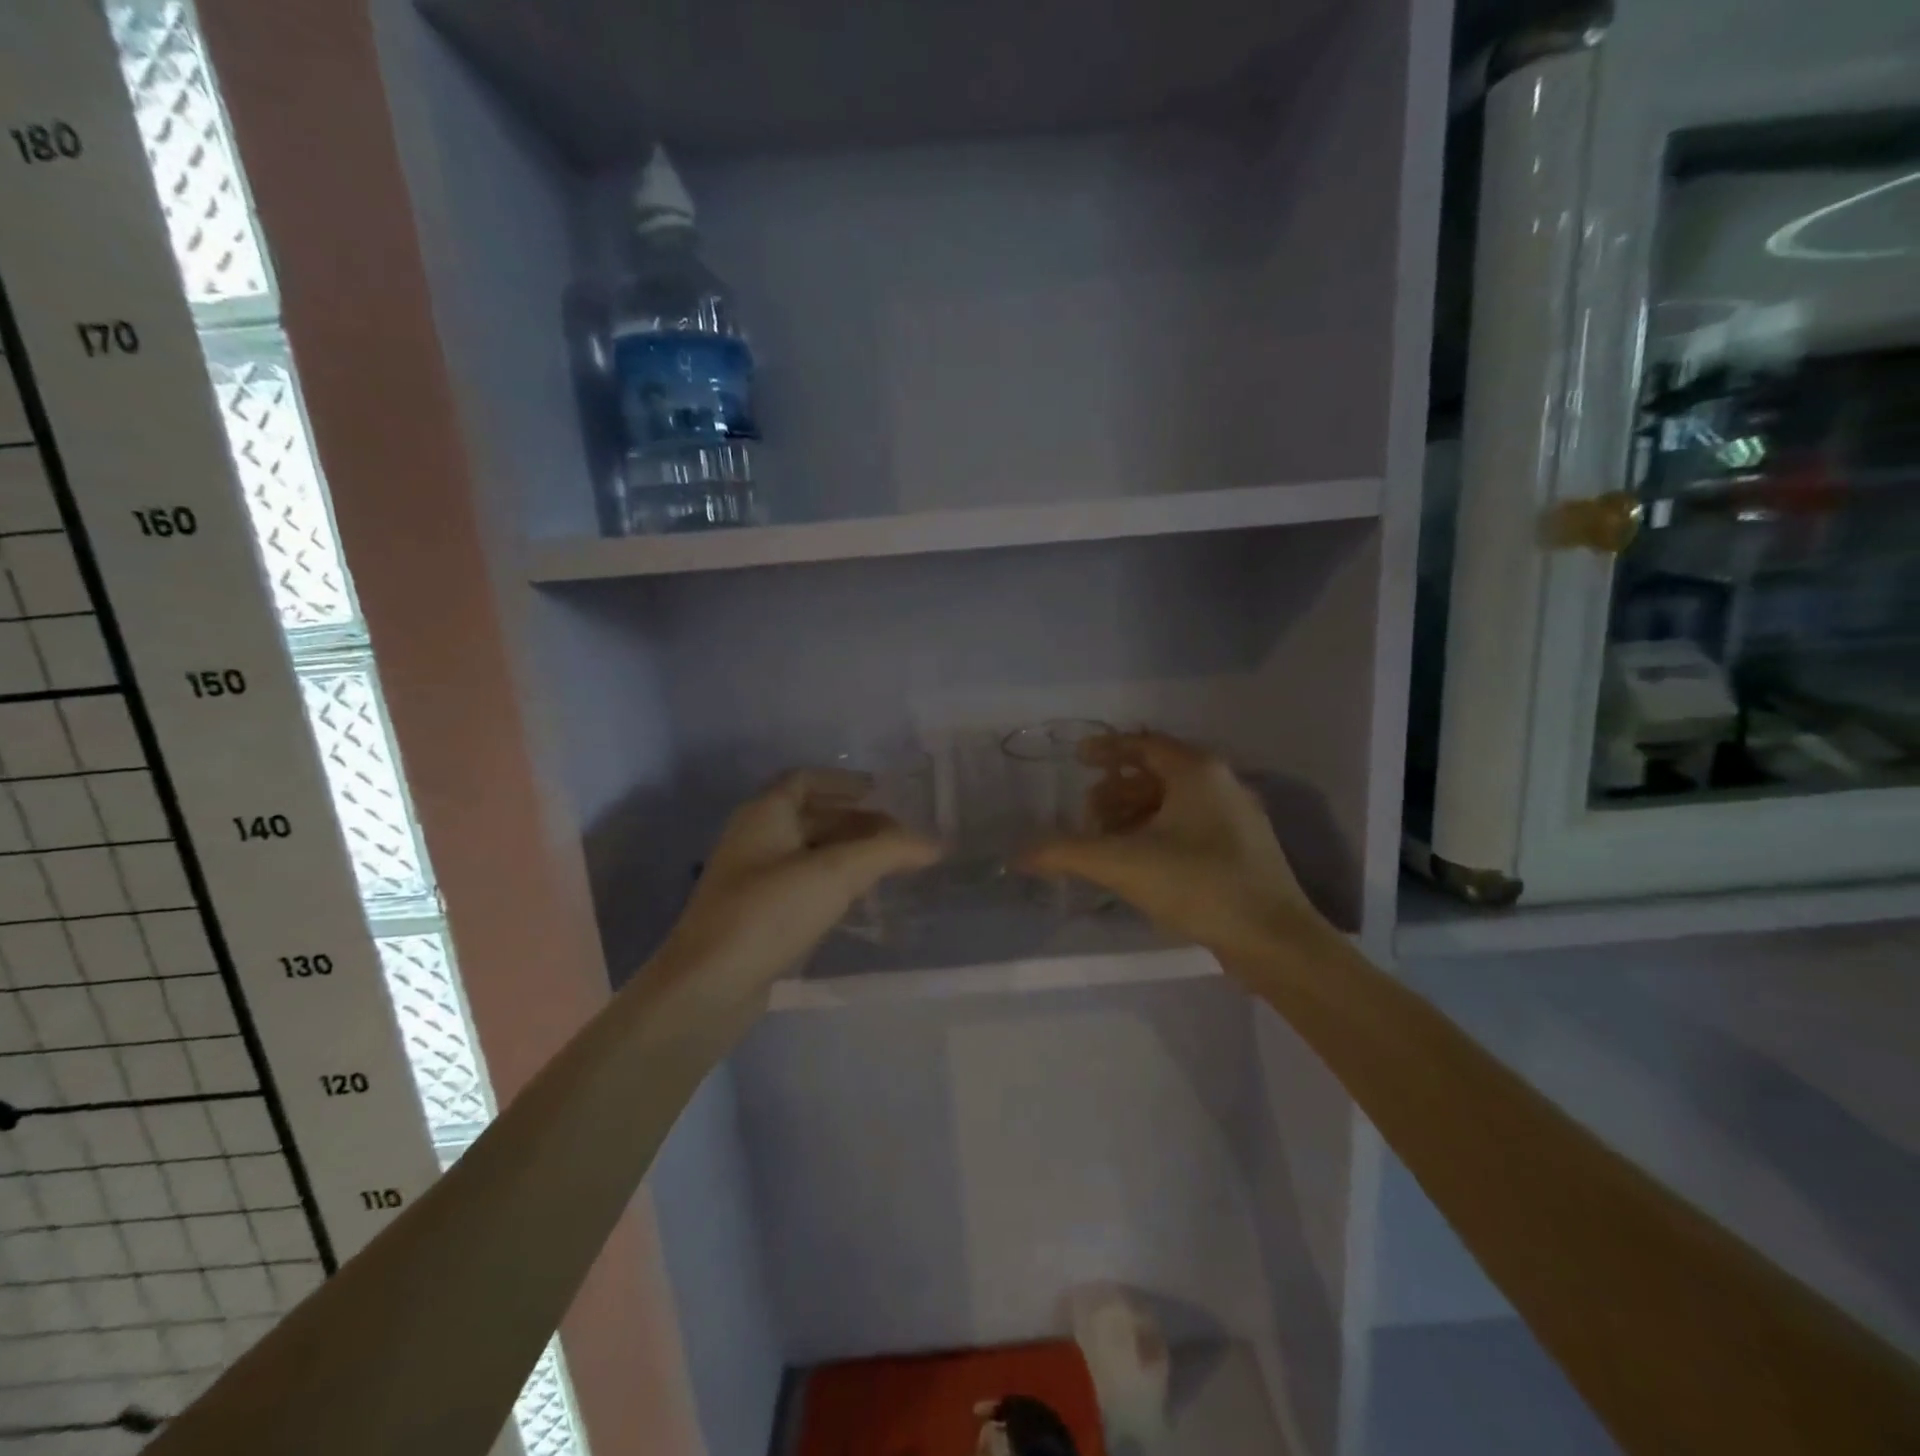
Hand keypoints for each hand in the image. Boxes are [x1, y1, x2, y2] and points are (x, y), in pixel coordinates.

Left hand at [653, 769, 941, 1015]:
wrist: (707, 987)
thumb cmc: (769, 913)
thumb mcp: (835, 874)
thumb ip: (888, 851)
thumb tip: (935, 843)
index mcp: (764, 814)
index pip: (805, 780)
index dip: (844, 782)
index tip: (882, 792)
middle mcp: (755, 838)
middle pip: (811, 816)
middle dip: (856, 821)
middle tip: (899, 836)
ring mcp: (752, 879)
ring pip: (808, 852)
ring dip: (847, 853)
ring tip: (889, 866)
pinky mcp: (756, 915)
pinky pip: (802, 884)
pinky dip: (833, 882)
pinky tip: (859, 899)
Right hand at [1019, 732, 1329, 963]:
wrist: (1274, 939)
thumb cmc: (1198, 885)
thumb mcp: (1123, 864)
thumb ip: (1066, 853)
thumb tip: (1016, 855)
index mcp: (1197, 771)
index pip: (1143, 745)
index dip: (1106, 749)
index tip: (1077, 758)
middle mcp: (1221, 783)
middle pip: (1157, 773)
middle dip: (1115, 791)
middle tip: (1086, 815)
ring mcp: (1237, 816)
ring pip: (1174, 802)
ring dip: (1135, 815)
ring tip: (1106, 842)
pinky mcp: (1244, 848)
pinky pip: (1190, 824)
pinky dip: (1158, 832)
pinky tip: (1140, 862)